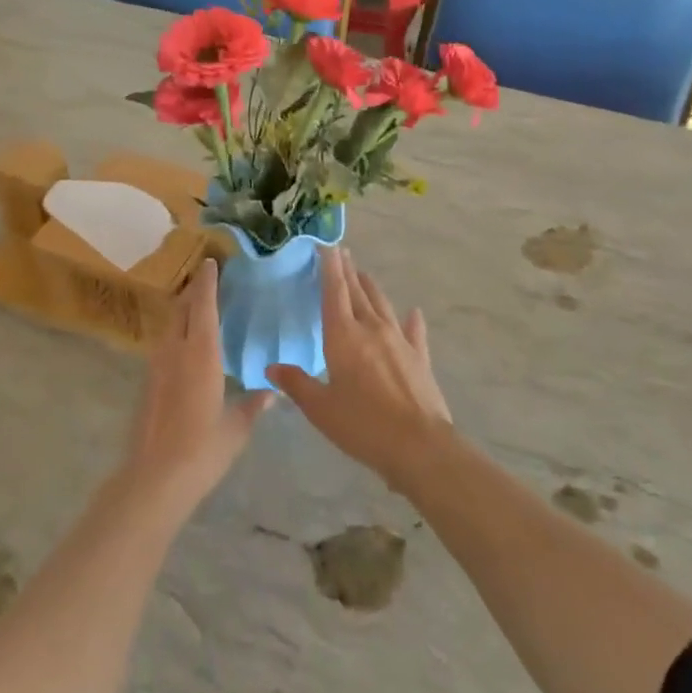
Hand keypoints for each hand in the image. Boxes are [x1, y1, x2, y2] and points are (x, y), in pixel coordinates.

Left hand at [128, 259, 272, 509]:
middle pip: (180, 310)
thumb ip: (253, 405)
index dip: (207, 283)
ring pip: (168, 327)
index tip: (211, 263)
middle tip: (208, 280)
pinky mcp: (148, 384)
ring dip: (181, 312)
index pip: (202, 307)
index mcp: (200, 355)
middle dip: (193, 292)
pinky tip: (187, 347)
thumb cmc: (203, 449)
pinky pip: (163, 346)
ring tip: (199, 309)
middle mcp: (174, 352)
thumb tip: (271, 392)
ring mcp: (156, 368)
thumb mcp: (236, 428)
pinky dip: (175, 334)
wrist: (156, 477)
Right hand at [267, 248, 453, 491]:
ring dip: (372, 288)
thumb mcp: (320, 408)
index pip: (334, 292)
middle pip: (358, 292)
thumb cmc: (362, 425)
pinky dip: (411, 319)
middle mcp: (372, 329)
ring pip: (383, 305)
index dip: (329, 268)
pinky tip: (413, 311)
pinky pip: (414, 331)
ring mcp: (400, 341)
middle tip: (342, 253)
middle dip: (348, 271)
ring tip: (364, 274)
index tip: (326, 247)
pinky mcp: (420, 358)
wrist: (418, 445)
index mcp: (343, 336)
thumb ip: (296, 384)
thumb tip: (271, 368)